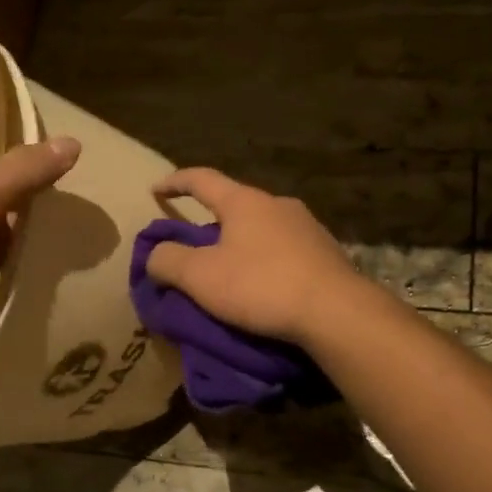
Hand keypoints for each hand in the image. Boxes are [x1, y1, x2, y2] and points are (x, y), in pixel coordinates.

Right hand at [146, 168, 363, 343]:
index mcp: (244, 202)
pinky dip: (265, 261)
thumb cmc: (261, 286)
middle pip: (235, 205)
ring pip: (262, 228)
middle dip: (211, 221)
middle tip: (194, 245)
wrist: (336, 312)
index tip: (156, 189)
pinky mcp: (326, 253)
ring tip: (229, 269)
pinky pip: (284, 250)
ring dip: (241, 243)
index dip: (175, 182)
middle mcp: (278, 204)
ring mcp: (307, 227)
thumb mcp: (200, 277)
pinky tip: (264, 284)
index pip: (201, 179)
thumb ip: (168, 261)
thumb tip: (155, 255)